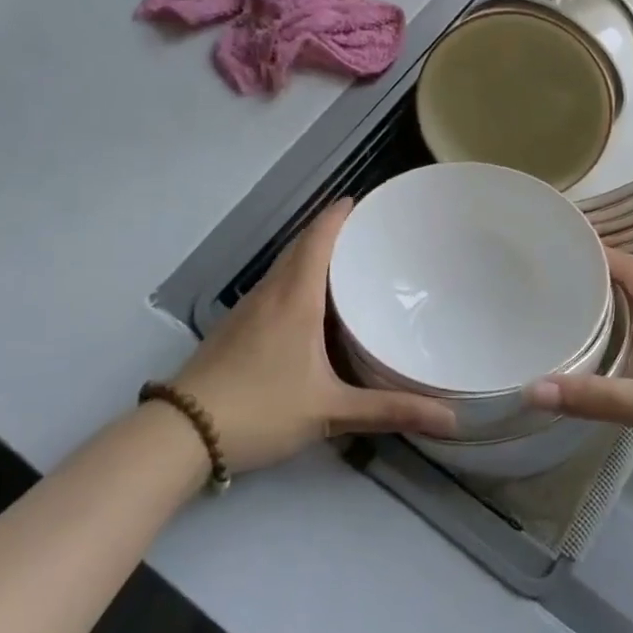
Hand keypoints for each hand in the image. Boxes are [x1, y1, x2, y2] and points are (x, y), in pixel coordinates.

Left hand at [171, 199, 458, 474]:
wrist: (183, 433)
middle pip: (301, 245)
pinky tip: (310, 301)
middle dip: (331, 229)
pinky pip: (274, 284)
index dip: (339, 214)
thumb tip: (450, 418)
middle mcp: (271, 292)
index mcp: (295, 297)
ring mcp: (248, 308)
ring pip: (285, 264)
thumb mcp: (330, 411)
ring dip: (311, 251)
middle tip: (368, 230)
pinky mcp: (236, 326)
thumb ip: (389, 411)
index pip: (318, 237)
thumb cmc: (261, 409)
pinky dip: (296, 275)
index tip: (365, 200)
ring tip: (347, 258)